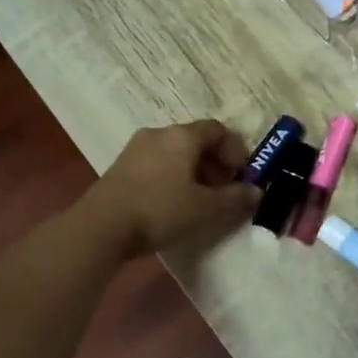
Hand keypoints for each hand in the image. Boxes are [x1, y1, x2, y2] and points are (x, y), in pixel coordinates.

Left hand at [88, 121, 258, 257]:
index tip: (242, 176)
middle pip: (196, 140)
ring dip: (193, 171)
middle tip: (224, 189)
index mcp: (182, 136)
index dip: (236, 151)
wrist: (101, 227)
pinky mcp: (120, 167)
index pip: (218, 130)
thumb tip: (256, 192)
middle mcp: (159, 134)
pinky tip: (172, 203)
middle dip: (215, 163)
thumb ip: (235, 198)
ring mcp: (136, 149)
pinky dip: (172, 176)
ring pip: (175, 153)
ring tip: (199, 200)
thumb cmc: (160, 210)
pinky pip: (156, 164)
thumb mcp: (206, 208)